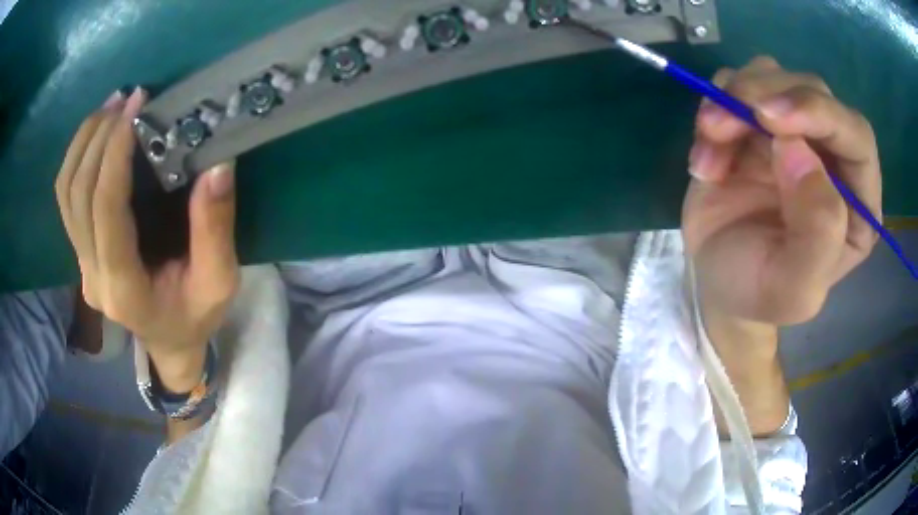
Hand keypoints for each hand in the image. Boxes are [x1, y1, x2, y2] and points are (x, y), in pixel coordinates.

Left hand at [55, 88, 238, 388]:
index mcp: (124, 288)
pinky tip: (97, 131)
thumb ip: (215, 229)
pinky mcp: (80, 251)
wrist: (169, 341)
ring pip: (65, 193)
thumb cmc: (195, 316)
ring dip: (84, 142)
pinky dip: (77, 157)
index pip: (105, 209)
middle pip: (77, 194)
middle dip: (99, 137)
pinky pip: (66, 198)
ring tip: (111, 105)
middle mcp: (92, 276)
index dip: (115, 153)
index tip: (137, 107)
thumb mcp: (218, 282)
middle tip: (128, 98)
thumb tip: (217, 165)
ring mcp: (81, 264)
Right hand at [682, 56, 881, 325]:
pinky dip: (713, 106)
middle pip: (813, 90)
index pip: (857, 136)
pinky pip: (737, 83)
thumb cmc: (758, 291)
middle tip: (719, 125)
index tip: (770, 119)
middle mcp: (834, 158)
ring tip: (709, 141)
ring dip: (733, 99)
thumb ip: (816, 236)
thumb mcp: (791, 290)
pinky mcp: (757, 120)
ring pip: (772, 74)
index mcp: (858, 203)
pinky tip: (706, 155)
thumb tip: (799, 152)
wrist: (716, 281)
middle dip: (766, 95)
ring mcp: (795, 132)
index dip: (820, 114)